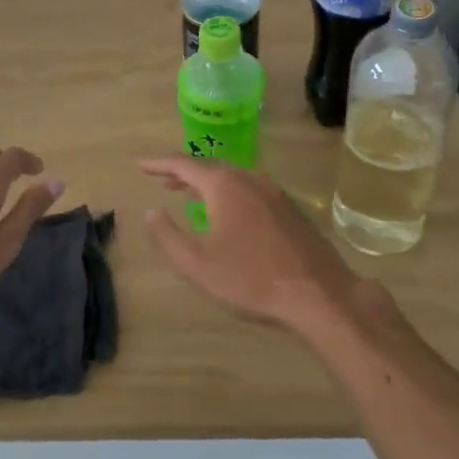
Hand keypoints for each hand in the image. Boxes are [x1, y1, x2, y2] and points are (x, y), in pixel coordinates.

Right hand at [137, 158, 356, 332]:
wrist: (319, 294)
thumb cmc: (251, 280)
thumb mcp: (197, 265)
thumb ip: (168, 236)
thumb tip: (151, 211)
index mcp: (224, 185)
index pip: (183, 164)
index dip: (158, 163)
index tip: (139, 164)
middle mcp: (249, 178)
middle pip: (210, 167)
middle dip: (184, 172)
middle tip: (163, 180)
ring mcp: (274, 191)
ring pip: (233, 177)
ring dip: (208, 183)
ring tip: (190, 195)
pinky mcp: (290, 208)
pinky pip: (251, 189)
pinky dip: (230, 193)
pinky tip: (228, 213)